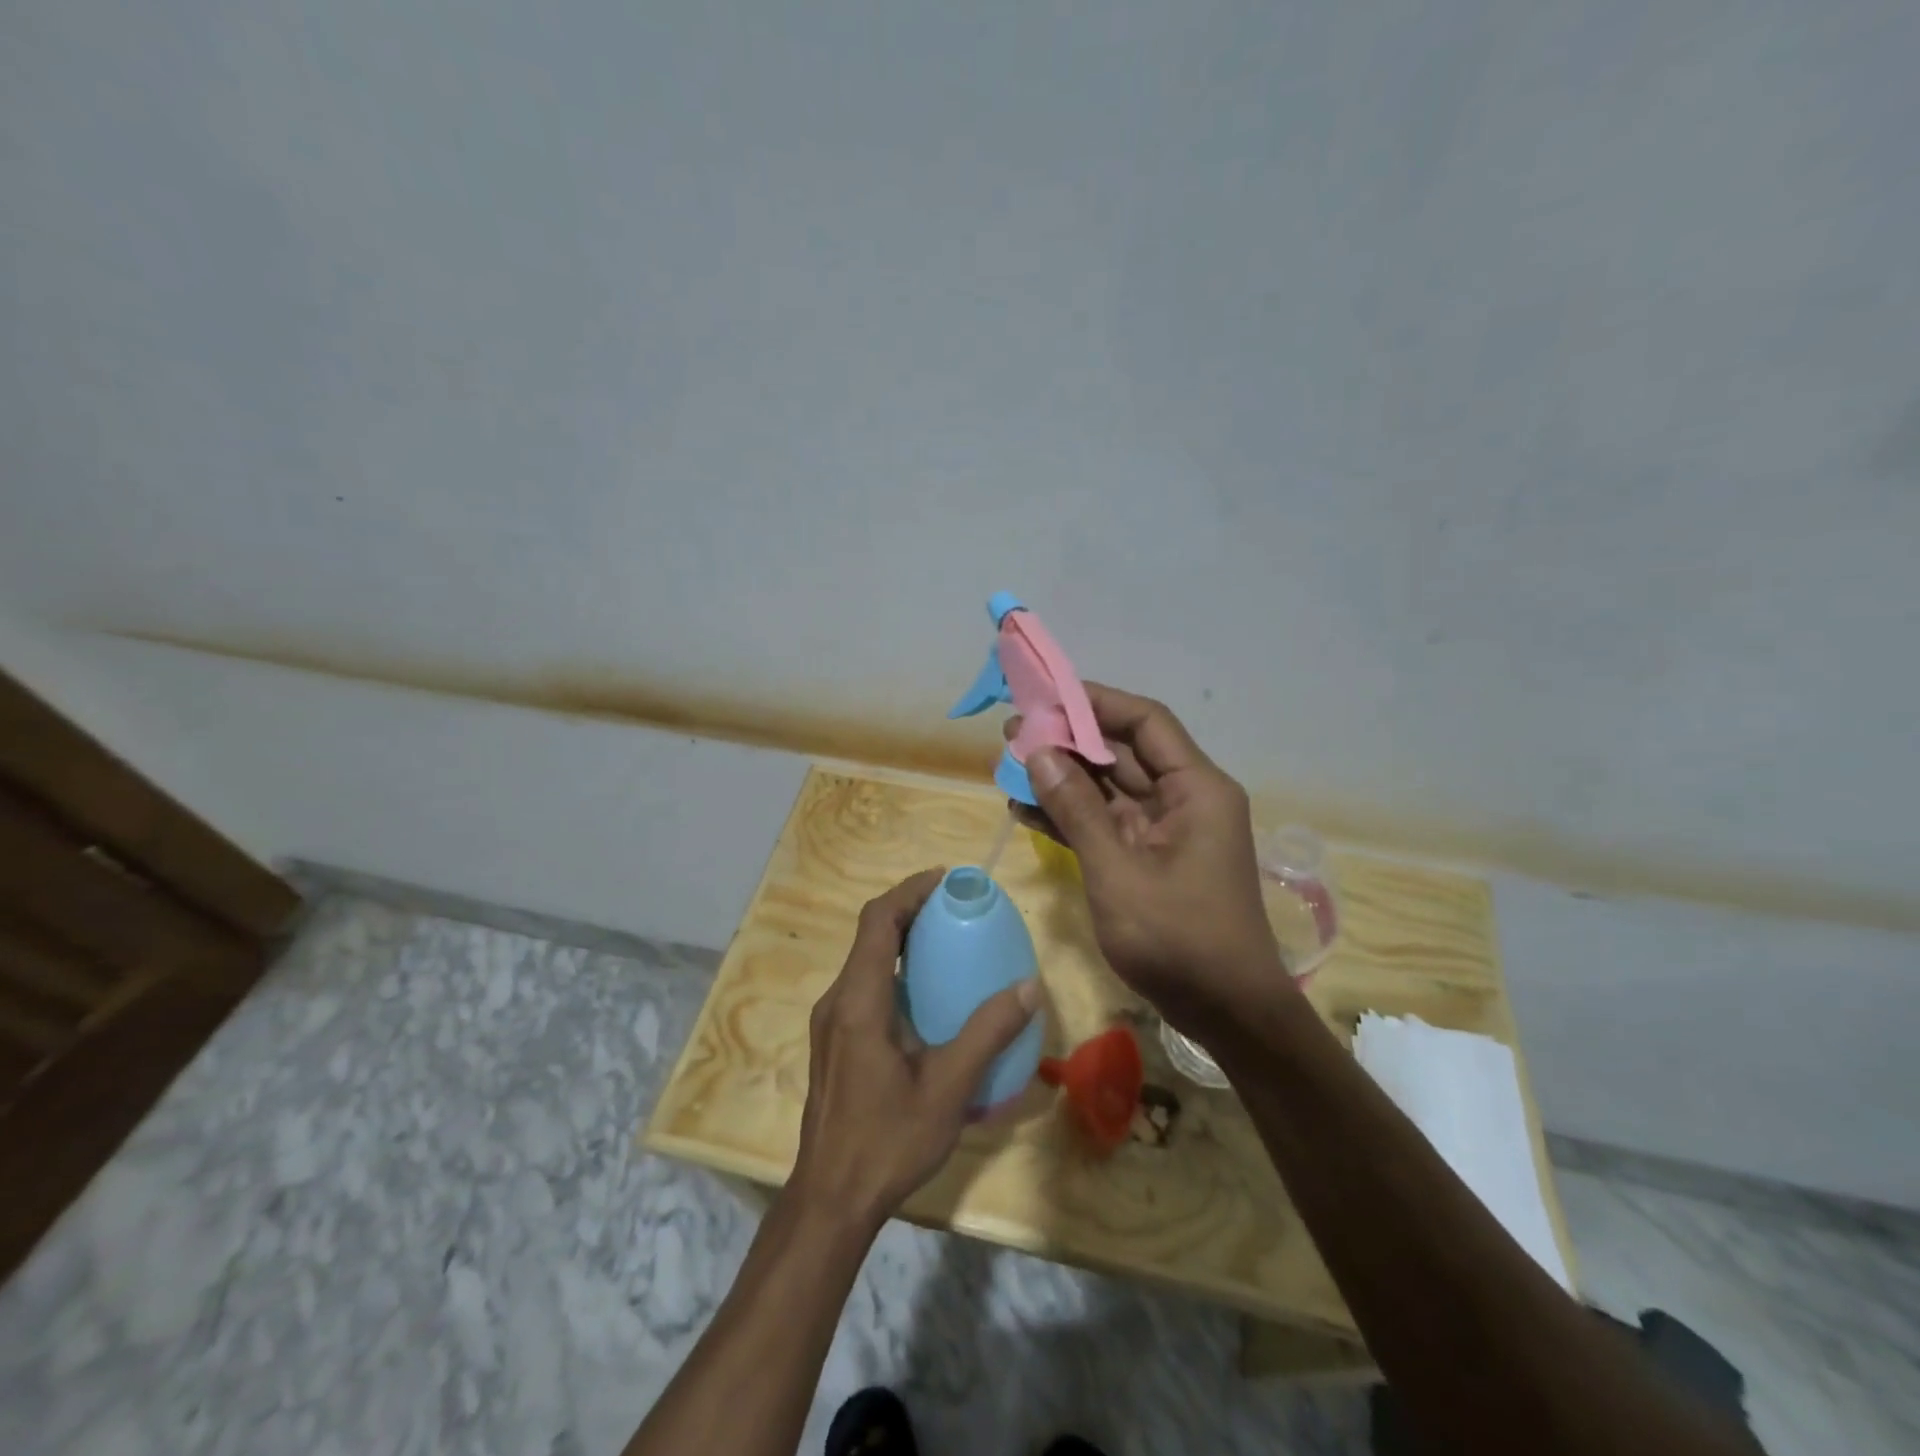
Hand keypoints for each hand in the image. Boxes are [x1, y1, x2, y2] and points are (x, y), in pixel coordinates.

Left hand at [788, 868, 1039, 1234]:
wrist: (831, 1200)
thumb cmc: (888, 1141)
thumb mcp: (948, 1088)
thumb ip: (988, 1033)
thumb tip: (1029, 986)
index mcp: (859, 1001)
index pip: (877, 922)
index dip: (909, 891)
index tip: (945, 880)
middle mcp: (838, 1001)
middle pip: (870, 935)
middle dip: (909, 910)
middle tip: (955, 907)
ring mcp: (830, 1022)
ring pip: (865, 961)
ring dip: (901, 940)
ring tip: (946, 942)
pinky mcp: (834, 1042)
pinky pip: (864, 986)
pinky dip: (894, 970)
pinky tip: (927, 996)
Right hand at [1011, 684, 1283, 1039]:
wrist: (1226, 1013)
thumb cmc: (1179, 938)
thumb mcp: (1118, 871)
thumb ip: (1077, 809)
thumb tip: (1038, 751)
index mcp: (1195, 788)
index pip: (1145, 721)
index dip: (1096, 702)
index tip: (1046, 697)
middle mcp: (1184, 799)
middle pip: (1123, 752)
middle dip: (1069, 741)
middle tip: (1013, 732)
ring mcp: (1165, 831)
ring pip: (1109, 788)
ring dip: (1064, 778)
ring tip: (1009, 766)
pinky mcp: (1149, 858)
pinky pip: (1107, 823)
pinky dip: (1071, 816)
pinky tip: (1026, 809)